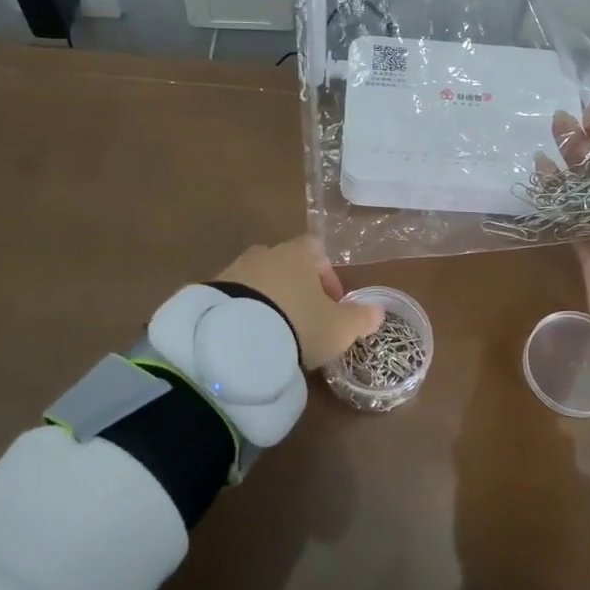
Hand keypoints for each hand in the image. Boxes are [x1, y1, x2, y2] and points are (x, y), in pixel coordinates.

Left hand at [218, 235, 383, 369]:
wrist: (235, 338)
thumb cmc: (300, 324)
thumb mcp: (340, 328)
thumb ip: (361, 317)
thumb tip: (378, 310)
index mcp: (299, 254)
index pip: (317, 250)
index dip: (327, 275)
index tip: (332, 303)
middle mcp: (266, 254)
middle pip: (286, 264)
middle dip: (297, 288)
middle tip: (305, 320)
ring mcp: (234, 270)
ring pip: (259, 281)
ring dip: (269, 300)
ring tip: (276, 333)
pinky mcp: (210, 292)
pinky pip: (235, 298)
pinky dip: (244, 313)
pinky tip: (250, 338)